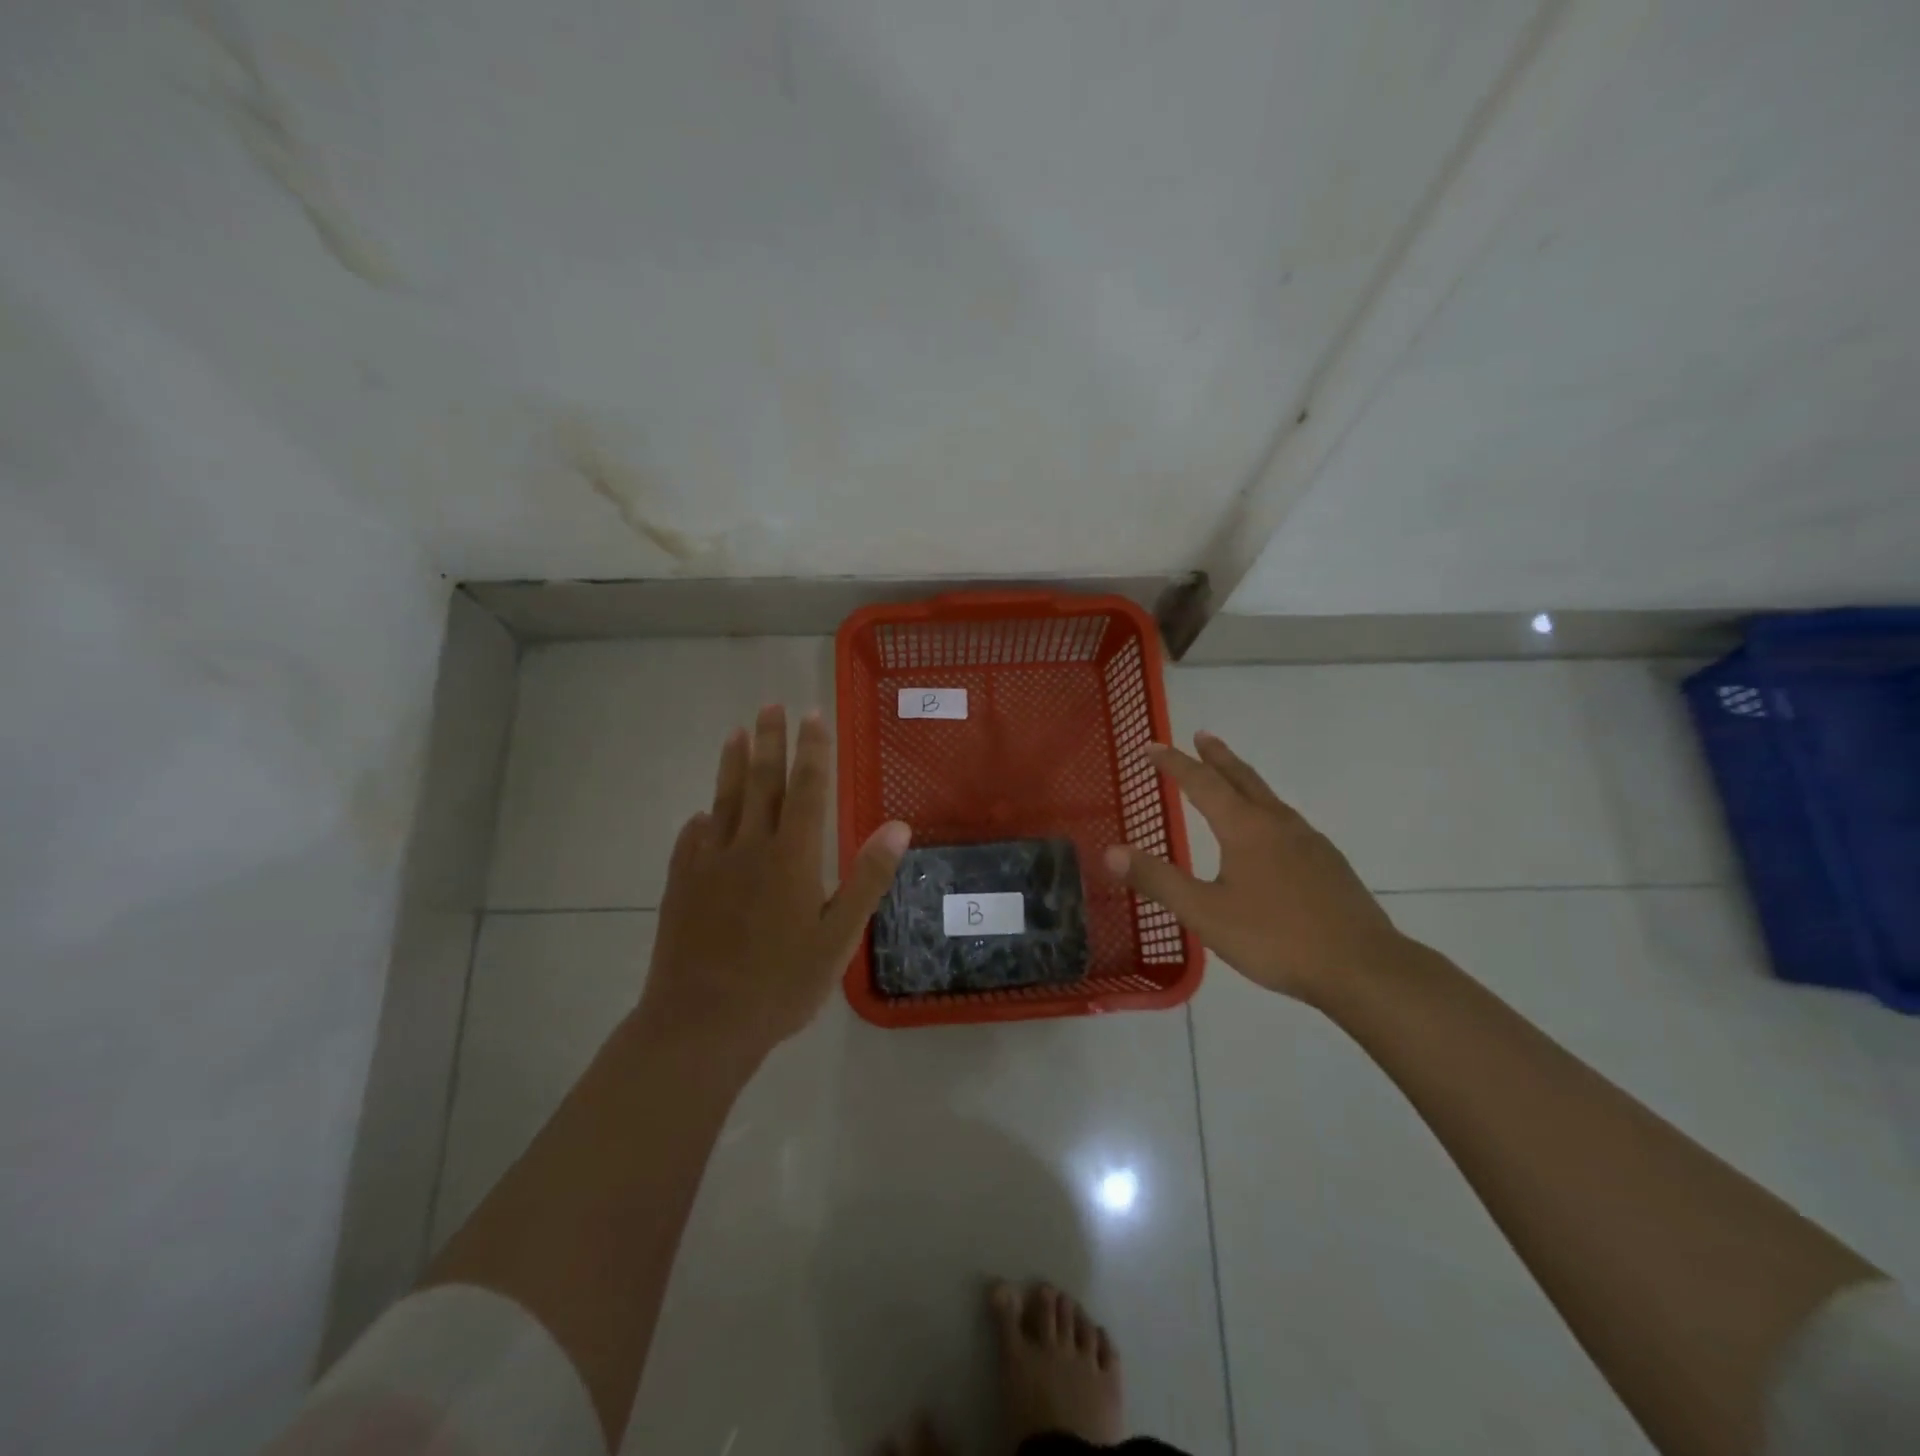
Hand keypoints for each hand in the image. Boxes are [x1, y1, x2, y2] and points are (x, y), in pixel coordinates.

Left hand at [638, 705, 910, 1065]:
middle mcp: (749, 847)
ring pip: (723, 801)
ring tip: (735, 733)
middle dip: (769, 741)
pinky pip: (692, 838)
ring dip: (731, 765)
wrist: (701, 1024)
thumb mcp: (838, 937)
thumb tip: (898, 827)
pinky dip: (702, 818)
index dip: (812, 750)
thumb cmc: (782, 984)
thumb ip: (867, 879)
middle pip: (761, 783)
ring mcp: (709, 864)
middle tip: (771, 705)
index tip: (812, 715)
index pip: (807, 789)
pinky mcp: (681, 885)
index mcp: (792, 857)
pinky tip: (703, 813)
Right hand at [1103, 731, 1402, 1005]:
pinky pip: (1287, 821)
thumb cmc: (1276, 938)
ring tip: (1231, 778)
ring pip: (1269, 798)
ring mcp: (1309, 842)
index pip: (1201, 783)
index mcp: (1245, 828)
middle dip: (1218, 757)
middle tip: (1202, 735)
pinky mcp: (1328, 864)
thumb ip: (1158, 880)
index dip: (1174, 764)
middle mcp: (1278, 823)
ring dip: (1243, 780)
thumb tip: (1110, 851)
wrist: (1363, 968)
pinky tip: (1270, 834)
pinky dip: (1265, 809)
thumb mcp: (1206, 913)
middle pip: (1242, 778)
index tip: (1152, 747)